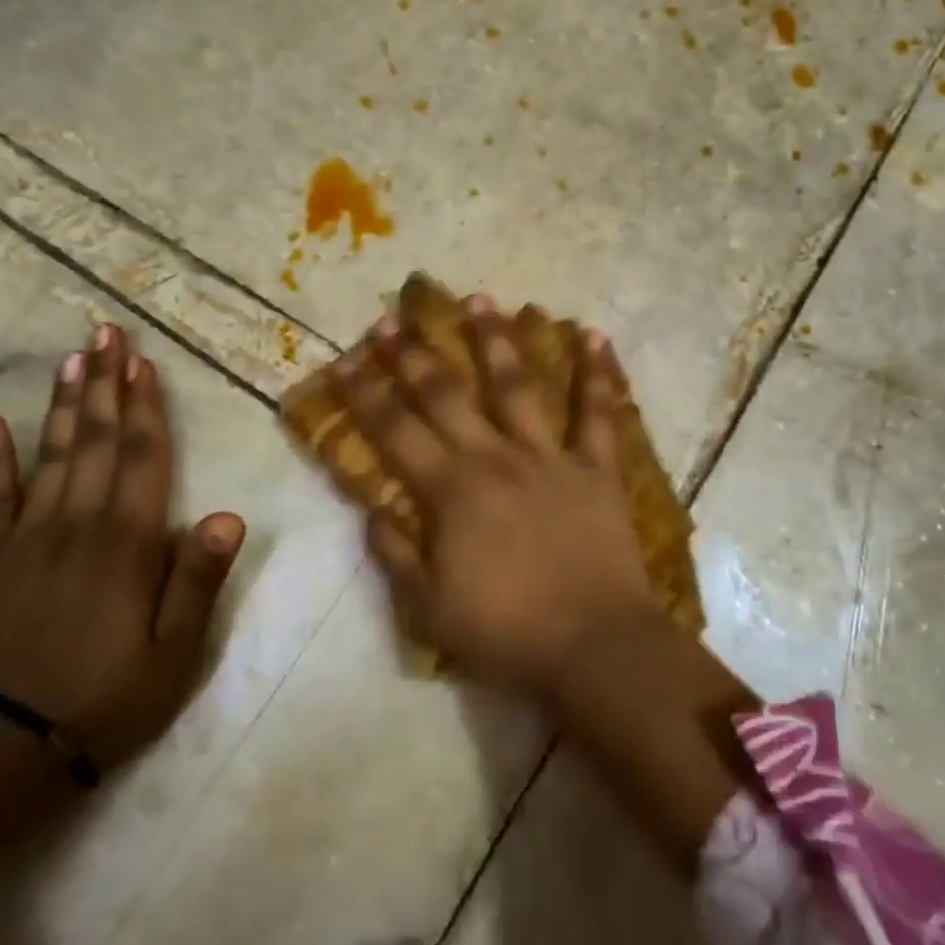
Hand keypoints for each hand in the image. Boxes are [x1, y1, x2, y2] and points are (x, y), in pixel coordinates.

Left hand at [0, 324, 243, 770]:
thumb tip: (228, 515)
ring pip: (50, 456)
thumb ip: (198, 580)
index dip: (145, 407)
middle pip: (94, 440)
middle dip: (103, 383)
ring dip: (61, 403)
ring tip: (71, 357)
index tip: (143, 362)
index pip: (142, 458)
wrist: (6, 748)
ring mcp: (27, 538)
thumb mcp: (175, 652)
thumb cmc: (108, 697)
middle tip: (105, 332)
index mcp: (127, 543)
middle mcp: (77, 525)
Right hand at [327, 297, 656, 699]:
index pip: (395, 432)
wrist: (594, 646)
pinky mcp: (597, 468)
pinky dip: (598, 373)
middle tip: (394, 317)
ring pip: (517, 386)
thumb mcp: (429, 607)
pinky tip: (593, 334)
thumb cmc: (506, 632)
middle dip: (415, 355)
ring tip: (480, 298)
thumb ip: (395, 552)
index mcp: (451, 491)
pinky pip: (599, 413)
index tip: (344, 360)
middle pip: (447, 396)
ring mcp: (550, 457)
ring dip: (495, 340)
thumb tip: (370, 508)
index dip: (365, 395)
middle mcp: (495, 458)